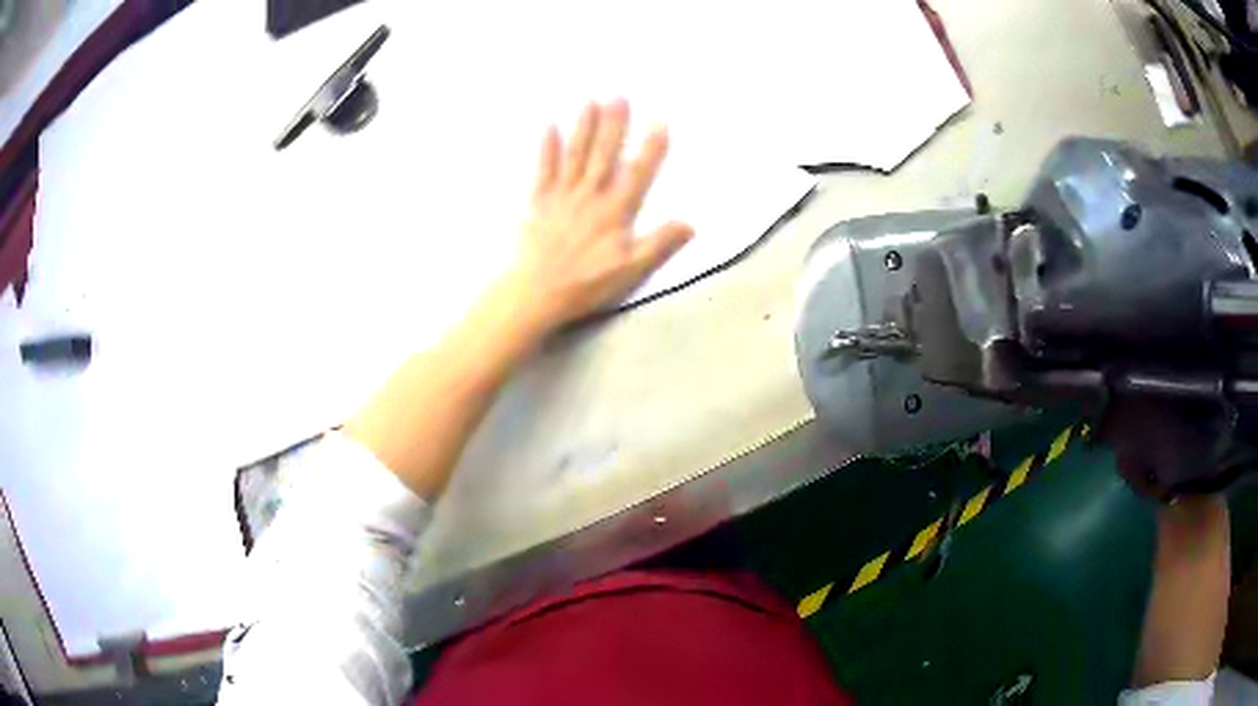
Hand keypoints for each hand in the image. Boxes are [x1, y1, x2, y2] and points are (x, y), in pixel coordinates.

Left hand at [504, 100, 693, 335]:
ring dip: (584, 126)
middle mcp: (590, 195)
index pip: (638, 173)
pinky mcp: (539, 202)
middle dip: (614, 124)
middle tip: (619, 94)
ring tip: (591, 100)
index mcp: (615, 211)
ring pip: (576, 154)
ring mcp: (562, 196)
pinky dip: (547, 147)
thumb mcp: (630, 271)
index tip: (661, 120)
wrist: (536, 292)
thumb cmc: (586, 284)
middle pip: (604, 154)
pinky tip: (549, 126)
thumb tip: (690, 224)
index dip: (651, 147)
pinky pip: (543, 169)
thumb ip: (659, 244)